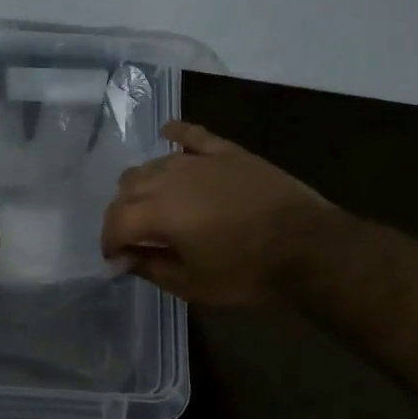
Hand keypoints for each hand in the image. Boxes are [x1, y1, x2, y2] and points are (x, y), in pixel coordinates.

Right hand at [101, 120, 330, 305]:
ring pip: (153, 164)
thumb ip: (150, 268)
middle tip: (133, 236)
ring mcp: (199, 161)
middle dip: (122, 214)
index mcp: (157, 212)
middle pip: (128, 188)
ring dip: (142, 184)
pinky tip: (168, 134)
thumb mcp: (192, 284)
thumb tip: (124, 258)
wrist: (308, 246)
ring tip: (150, 203)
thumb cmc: (247, 272)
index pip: (115, 222)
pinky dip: (176, 135)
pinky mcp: (226, 152)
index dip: (109, 242)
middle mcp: (169, 179)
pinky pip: (192, 136)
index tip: (115, 259)